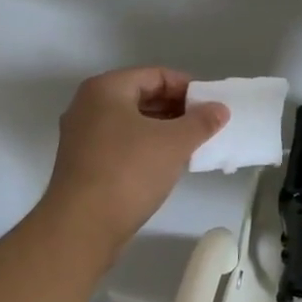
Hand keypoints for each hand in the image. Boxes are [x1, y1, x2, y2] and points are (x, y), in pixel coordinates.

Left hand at [40, 67, 228, 252]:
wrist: (81, 226)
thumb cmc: (128, 172)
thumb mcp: (173, 143)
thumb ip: (200, 122)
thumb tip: (220, 109)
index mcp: (106, 89)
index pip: (155, 75)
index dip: (187, 87)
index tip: (210, 106)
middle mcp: (88, 105)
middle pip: (141, 96)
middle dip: (175, 109)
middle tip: (204, 126)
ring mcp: (81, 135)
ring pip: (130, 122)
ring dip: (161, 129)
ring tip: (190, 145)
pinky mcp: (82, 163)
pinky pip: (120, 143)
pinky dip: (144, 147)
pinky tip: (165, 164)